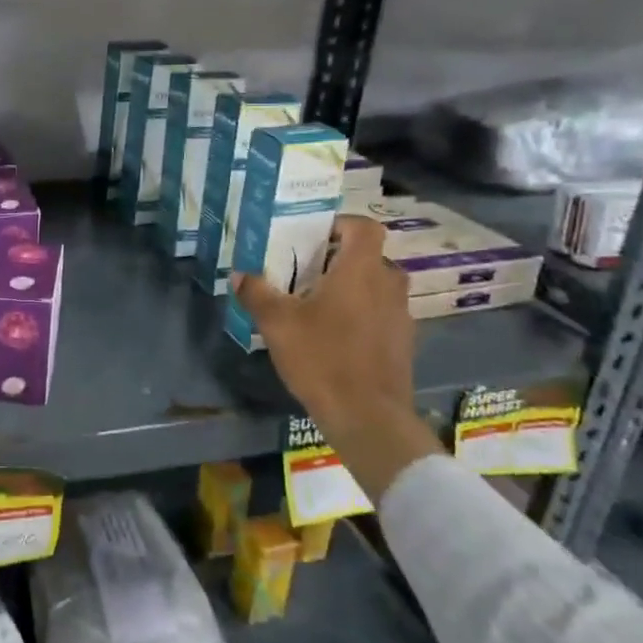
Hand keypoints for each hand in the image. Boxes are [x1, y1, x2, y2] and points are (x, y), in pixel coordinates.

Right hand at [232, 214, 439, 500]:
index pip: (364, 226)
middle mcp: (388, 285)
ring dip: (352, 288)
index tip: (314, 238)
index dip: (341, 225)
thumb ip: (257, 293)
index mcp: (361, 270)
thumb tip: (239, 274)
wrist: (368, 418)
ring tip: (317, 305)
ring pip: (376, 286)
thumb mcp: (277, 323)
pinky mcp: (403, 343)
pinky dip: (361, 315)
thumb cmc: (323, 358)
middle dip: (339, 259)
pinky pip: (381, 314)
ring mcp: (401, 316)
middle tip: (306, 273)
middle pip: (369, 256)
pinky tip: (334, 337)